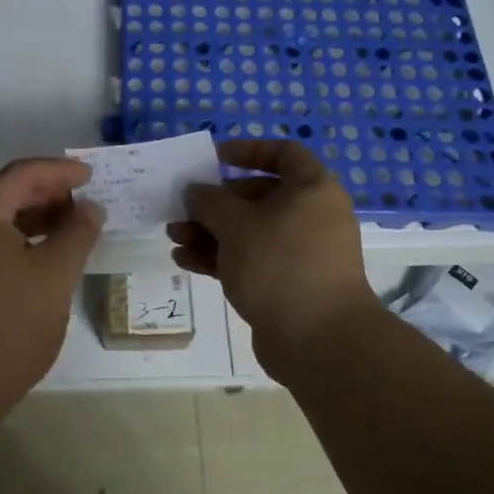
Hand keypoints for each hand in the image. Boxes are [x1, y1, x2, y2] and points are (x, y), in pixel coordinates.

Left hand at [0, 157, 104, 422]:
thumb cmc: (10, 325)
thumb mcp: (55, 275)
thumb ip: (77, 233)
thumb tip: (90, 207)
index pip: (20, 174)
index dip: (59, 171)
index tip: (92, 176)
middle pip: (6, 193)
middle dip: (48, 192)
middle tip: (85, 200)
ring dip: (35, 217)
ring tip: (72, 226)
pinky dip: (20, 239)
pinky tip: (45, 254)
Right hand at [168, 139, 375, 363]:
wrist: (320, 342)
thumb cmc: (280, 265)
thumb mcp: (235, 225)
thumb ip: (209, 201)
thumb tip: (196, 191)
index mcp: (311, 190)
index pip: (283, 153)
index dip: (248, 150)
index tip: (215, 159)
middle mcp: (310, 216)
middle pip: (258, 195)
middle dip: (215, 202)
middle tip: (183, 208)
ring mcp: (300, 253)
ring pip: (249, 231)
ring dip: (210, 232)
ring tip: (174, 237)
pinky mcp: (287, 284)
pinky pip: (250, 260)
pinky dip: (220, 257)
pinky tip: (185, 260)